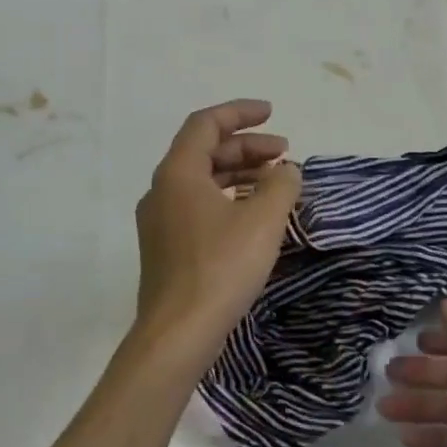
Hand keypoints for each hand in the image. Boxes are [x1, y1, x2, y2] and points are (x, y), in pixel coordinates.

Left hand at [134, 100, 300, 355]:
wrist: (178, 333)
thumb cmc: (221, 267)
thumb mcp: (263, 219)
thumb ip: (281, 184)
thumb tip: (286, 170)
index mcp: (178, 174)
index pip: (206, 124)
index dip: (240, 112)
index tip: (273, 113)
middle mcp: (162, 191)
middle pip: (205, 152)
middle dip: (246, 146)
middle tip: (284, 154)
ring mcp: (160, 222)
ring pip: (202, 182)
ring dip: (239, 174)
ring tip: (275, 183)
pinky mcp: (167, 249)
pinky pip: (199, 207)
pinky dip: (228, 199)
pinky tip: (254, 216)